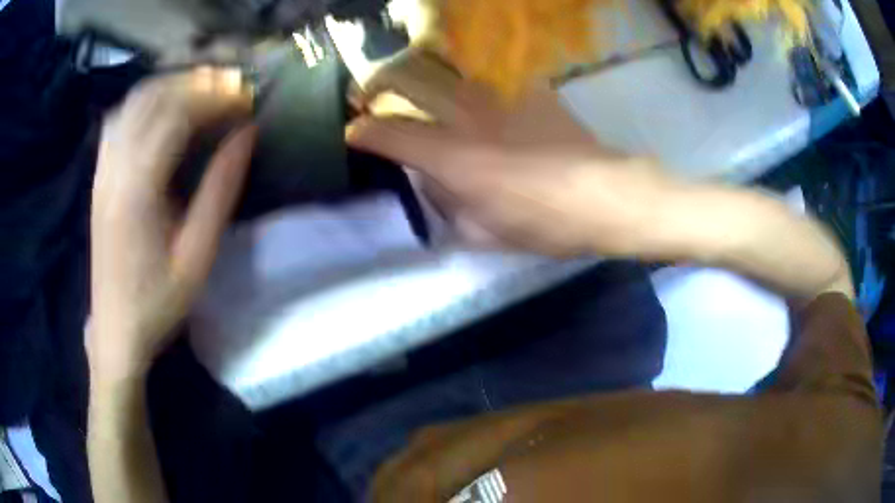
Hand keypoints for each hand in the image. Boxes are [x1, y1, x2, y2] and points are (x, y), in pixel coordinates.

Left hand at [89, 68, 255, 378]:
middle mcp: (115, 168)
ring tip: (200, 93)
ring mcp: (102, 170)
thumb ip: (220, 190)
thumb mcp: (198, 255)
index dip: (214, 98)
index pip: (176, 115)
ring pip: (133, 102)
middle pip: (153, 97)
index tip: (245, 98)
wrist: (115, 329)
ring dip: (169, 87)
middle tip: (228, 90)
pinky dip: (144, 103)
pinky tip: (161, 111)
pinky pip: (118, 120)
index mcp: (138, 188)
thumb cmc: (158, 301)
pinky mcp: (99, 177)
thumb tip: (246, 135)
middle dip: (194, 83)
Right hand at [348, 50, 663, 257]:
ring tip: (413, 83)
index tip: (354, 133)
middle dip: (380, 86)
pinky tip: (475, 92)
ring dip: (422, 76)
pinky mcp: (530, 91)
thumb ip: (449, 207)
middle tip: (367, 92)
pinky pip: (491, 79)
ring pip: (448, 73)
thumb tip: (434, 183)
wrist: (606, 196)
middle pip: (412, 86)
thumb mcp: (484, 234)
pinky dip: (473, 83)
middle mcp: (469, 119)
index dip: (365, 133)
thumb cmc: (545, 224)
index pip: (392, 135)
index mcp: (453, 159)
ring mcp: (502, 98)